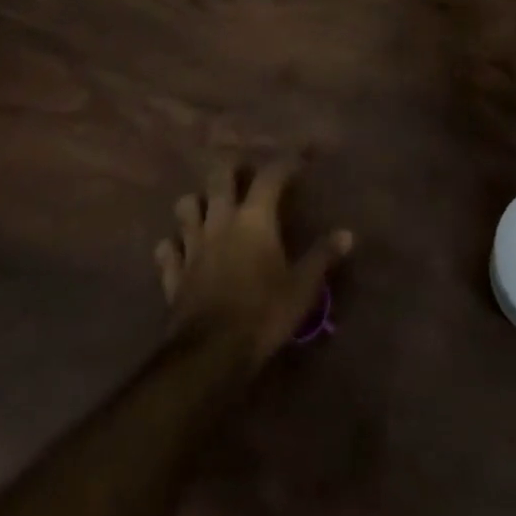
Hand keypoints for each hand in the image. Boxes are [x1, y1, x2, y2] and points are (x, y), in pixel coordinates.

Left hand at [153, 158, 352, 369]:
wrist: (210, 354)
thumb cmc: (263, 314)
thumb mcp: (302, 288)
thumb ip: (322, 257)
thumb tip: (347, 234)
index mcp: (254, 219)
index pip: (270, 176)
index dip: (285, 163)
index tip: (299, 161)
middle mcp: (221, 221)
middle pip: (219, 176)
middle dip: (230, 167)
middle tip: (242, 171)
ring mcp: (193, 244)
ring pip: (186, 206)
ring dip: (196, 202)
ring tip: (207, 207)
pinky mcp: (174, 273)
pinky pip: (167, 249)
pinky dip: (173, 245)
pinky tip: (180, 250)